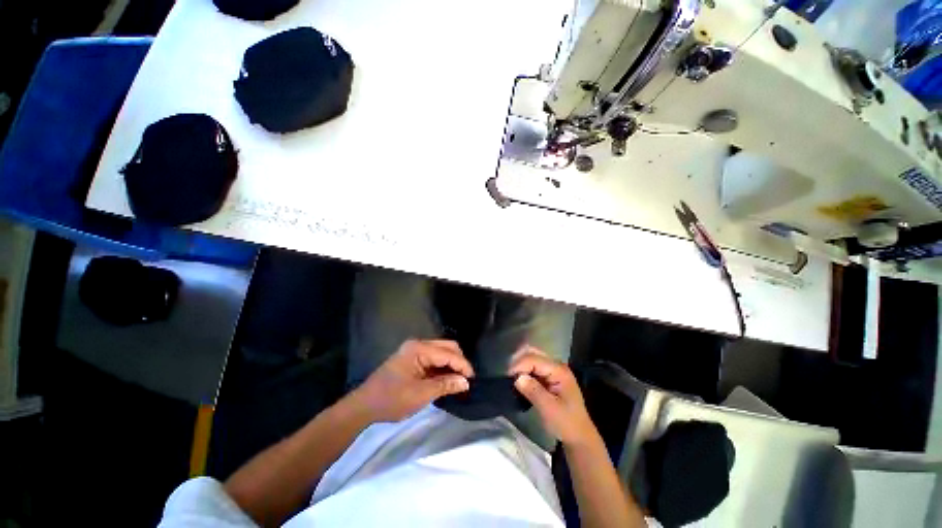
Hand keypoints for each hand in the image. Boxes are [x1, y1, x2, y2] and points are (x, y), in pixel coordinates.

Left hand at [352, 339, 473, 422]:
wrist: (364, 406)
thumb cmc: (392, 399)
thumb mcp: (421, 394)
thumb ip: (445, 385)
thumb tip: (466, 382)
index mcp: (419, 349)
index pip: (448, 353)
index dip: (462, 364)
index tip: (473, 378)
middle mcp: (418, 344)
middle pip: (446, 347)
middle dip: (458, 361)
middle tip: (466, 378)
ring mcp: (414, 350)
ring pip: (441, 352)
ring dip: (451, 364)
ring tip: (459, 379)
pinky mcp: (412, 358)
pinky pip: (433, 358)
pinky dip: (442, 367)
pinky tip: (447, 378)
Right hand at [509, 345, 597, 446]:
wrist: (579, 436)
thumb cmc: (566, 423)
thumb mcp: (549, 409)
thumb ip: (533, 391)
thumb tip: (517, 378)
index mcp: (559, 370)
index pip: (534, 359)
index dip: (520, 365)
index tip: (508, 376)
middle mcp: (556, 365)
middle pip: (533, 353)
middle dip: (519, 361)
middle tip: (508, 375)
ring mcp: (553, 370)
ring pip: (532, 358)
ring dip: (520, 365)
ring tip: (511, 377)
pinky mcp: (549, 377)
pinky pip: (533, 367)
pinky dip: (524, 371)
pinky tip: (518, 379)